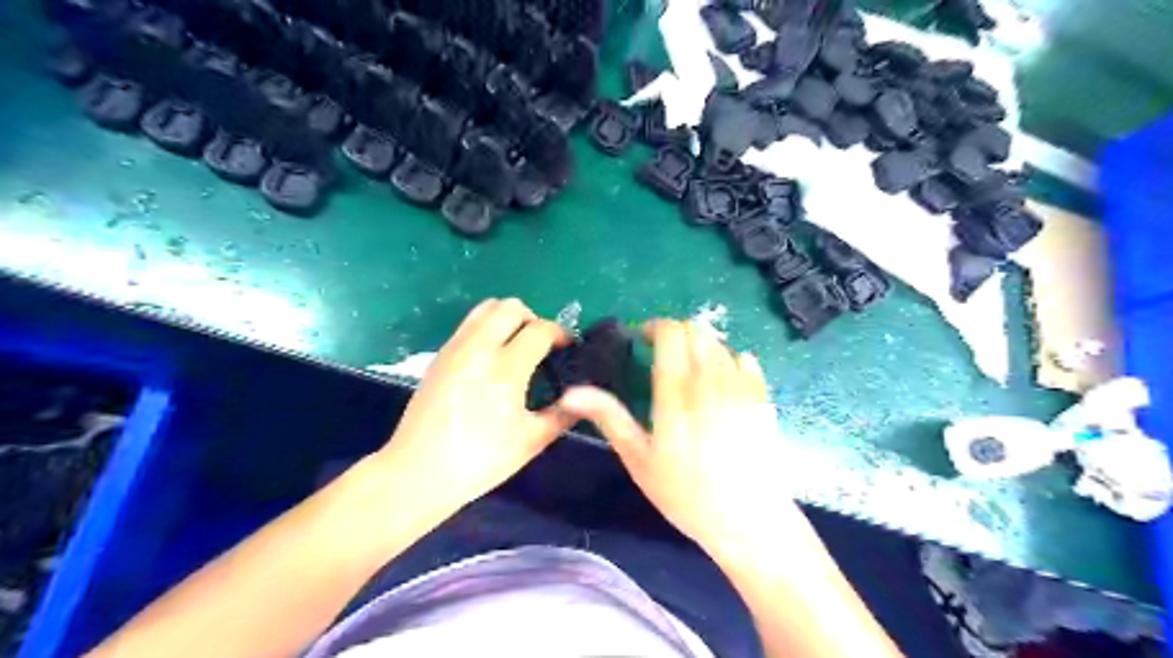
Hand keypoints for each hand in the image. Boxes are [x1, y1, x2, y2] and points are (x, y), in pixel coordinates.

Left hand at [379, 298, 575, 513]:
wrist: (418, 472)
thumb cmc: (480, 460)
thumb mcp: (531, 442)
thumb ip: (561, 416)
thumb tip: (580, 400)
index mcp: (506, 369)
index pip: (540, 330)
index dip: (561, 333)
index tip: (568, 347)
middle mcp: (480, 348)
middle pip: (511, 307)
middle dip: (533, 319)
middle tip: (540, 345)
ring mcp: (455, 349)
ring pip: (486, 309)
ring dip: (507, 319)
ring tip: (515, 346)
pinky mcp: (439, 356)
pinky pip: (468, 325)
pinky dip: (487, 329)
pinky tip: (490, 360)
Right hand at [557, 320, 787, 557]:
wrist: (748, 521)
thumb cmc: (686, 494)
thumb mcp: (639, 460)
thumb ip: (609, 418)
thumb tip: (571, 393)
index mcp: (677, 393)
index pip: (670, 333)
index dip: (654, 327)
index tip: (641, 340)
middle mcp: (711, 381)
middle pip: (695, 331)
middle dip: (675, 333)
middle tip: (661, 354)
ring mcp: (742, 387)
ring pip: (719, 342)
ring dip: (699, 344)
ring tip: (688, 368)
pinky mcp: (763, 397)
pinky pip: (745, 358)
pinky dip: (728, 358)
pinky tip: (720, 381)